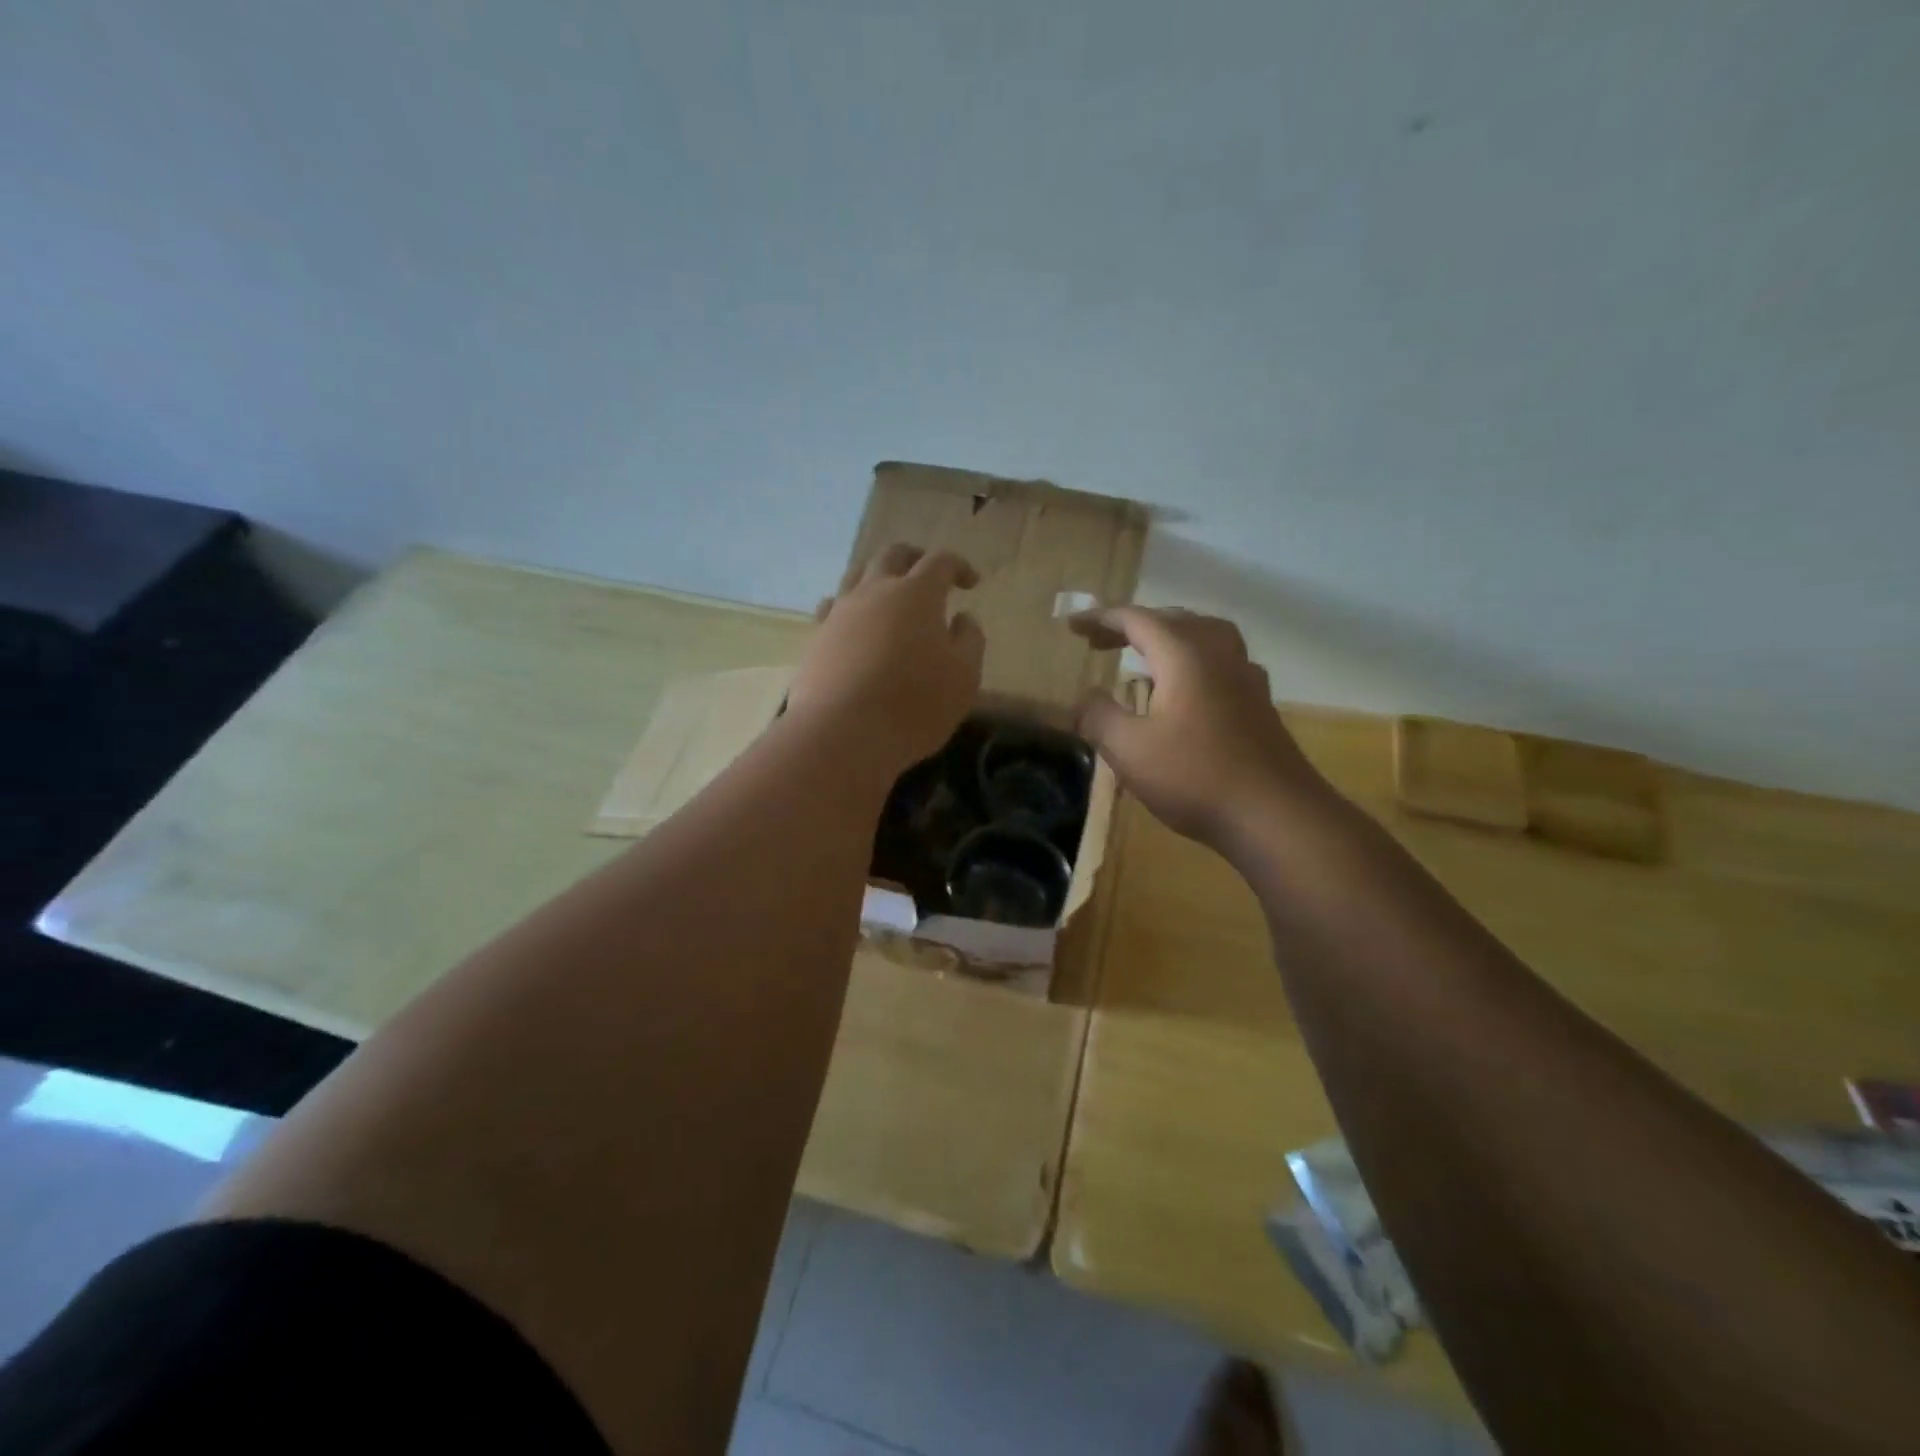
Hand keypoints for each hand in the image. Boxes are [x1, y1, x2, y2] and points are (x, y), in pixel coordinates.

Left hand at [788, 544, 984, 772]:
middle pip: (893, 555)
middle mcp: (875, 591)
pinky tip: (854, 622)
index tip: (971, 583)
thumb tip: (962, 618)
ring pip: (857, 574)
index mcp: (917, 593)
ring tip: (889, 594)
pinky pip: (832, 606)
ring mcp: (840, 612)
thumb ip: (969, 640)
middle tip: (928, 575)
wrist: (843, 734)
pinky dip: (849, 605)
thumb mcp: (964, 676)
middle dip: (915, 558)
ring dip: (878, 576)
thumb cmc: (915, 704)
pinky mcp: (817, 638)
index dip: (958, 566)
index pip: (940, 561)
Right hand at [1070, 606, 1331, 849]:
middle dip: (1132, 626)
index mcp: (1184, 654)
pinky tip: (1187, 688)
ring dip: (1168, 637)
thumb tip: (1085, 697)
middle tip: (1099, 642)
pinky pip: (1220, 661)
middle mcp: (1218, 652)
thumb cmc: (1195, 777)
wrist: (1274, 815)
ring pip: (1203, 635)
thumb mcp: (1129, 749)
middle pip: (1172, 620)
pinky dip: (1193, 660)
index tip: (1072, 626)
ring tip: (1144, 655)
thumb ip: (1099, 716)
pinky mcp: (1259, 702)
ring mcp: (1245, 676)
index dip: (1100, 619)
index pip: (1136, 619)